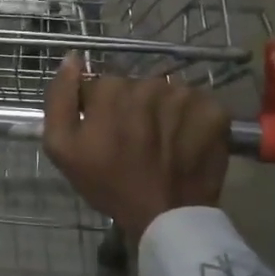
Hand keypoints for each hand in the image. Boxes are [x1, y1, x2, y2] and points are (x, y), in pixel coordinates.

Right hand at [42, 55, 230, 240]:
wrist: (165, 217)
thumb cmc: (108, 184)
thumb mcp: (61, 147)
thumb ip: (60, 98)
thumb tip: (71, 58)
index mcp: (112, 89)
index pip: (101, 86)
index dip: (99, 110)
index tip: (103, 135)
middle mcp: (150, 83)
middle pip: (135, 88)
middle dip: (131, 109)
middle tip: (132, 144)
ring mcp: (185, 96)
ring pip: (166, 95)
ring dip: (161, 113)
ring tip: (160, 145)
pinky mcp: (214, 111)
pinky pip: (196, 105)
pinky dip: (191, 121)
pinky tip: (183, 144)